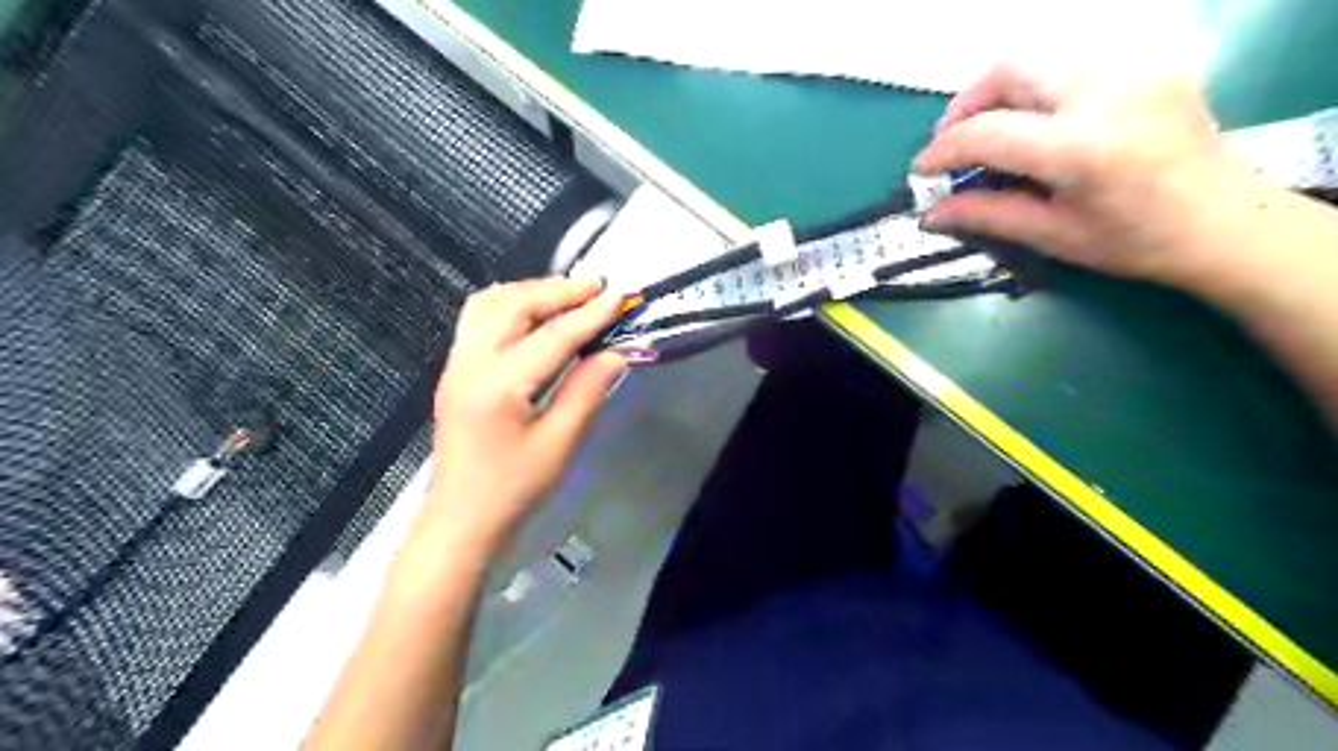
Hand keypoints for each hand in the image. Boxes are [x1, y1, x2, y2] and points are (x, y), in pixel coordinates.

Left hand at [425, 279, 631, 548]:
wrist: (462, 519)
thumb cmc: (514, 489)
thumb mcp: (559, 444)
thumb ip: (587, 391)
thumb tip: (617, 352)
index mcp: (499, 386)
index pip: (552, 336)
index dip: (590, 314)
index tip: (620, 296)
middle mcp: (471, 363)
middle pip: (515, 305)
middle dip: (558, 290)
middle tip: (597, 287)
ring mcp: (457, 363)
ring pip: (490, 303)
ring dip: (531, 291)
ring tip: (568, 294)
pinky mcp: (455, 369)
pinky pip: (478, 317)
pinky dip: (509, 303)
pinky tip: (532, 312)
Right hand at [915, 62, 1277, 289]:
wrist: (1226, 222)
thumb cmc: (1136, 242)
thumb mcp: (1053, 235)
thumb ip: (987, 215)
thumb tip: (931, 212)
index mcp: (1082, 148)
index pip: (987, 132)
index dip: (943, 150)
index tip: (922, 170)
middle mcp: (1107, 93)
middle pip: (1009, 69)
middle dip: (965, 103)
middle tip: (952, 141)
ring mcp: (1133, 69)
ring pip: (1037, 58)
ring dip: (997, 92)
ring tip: (987, 132)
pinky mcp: (1146, 64)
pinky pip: (1069, 64)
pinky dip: (1034, 89)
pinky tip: (1032, 123)